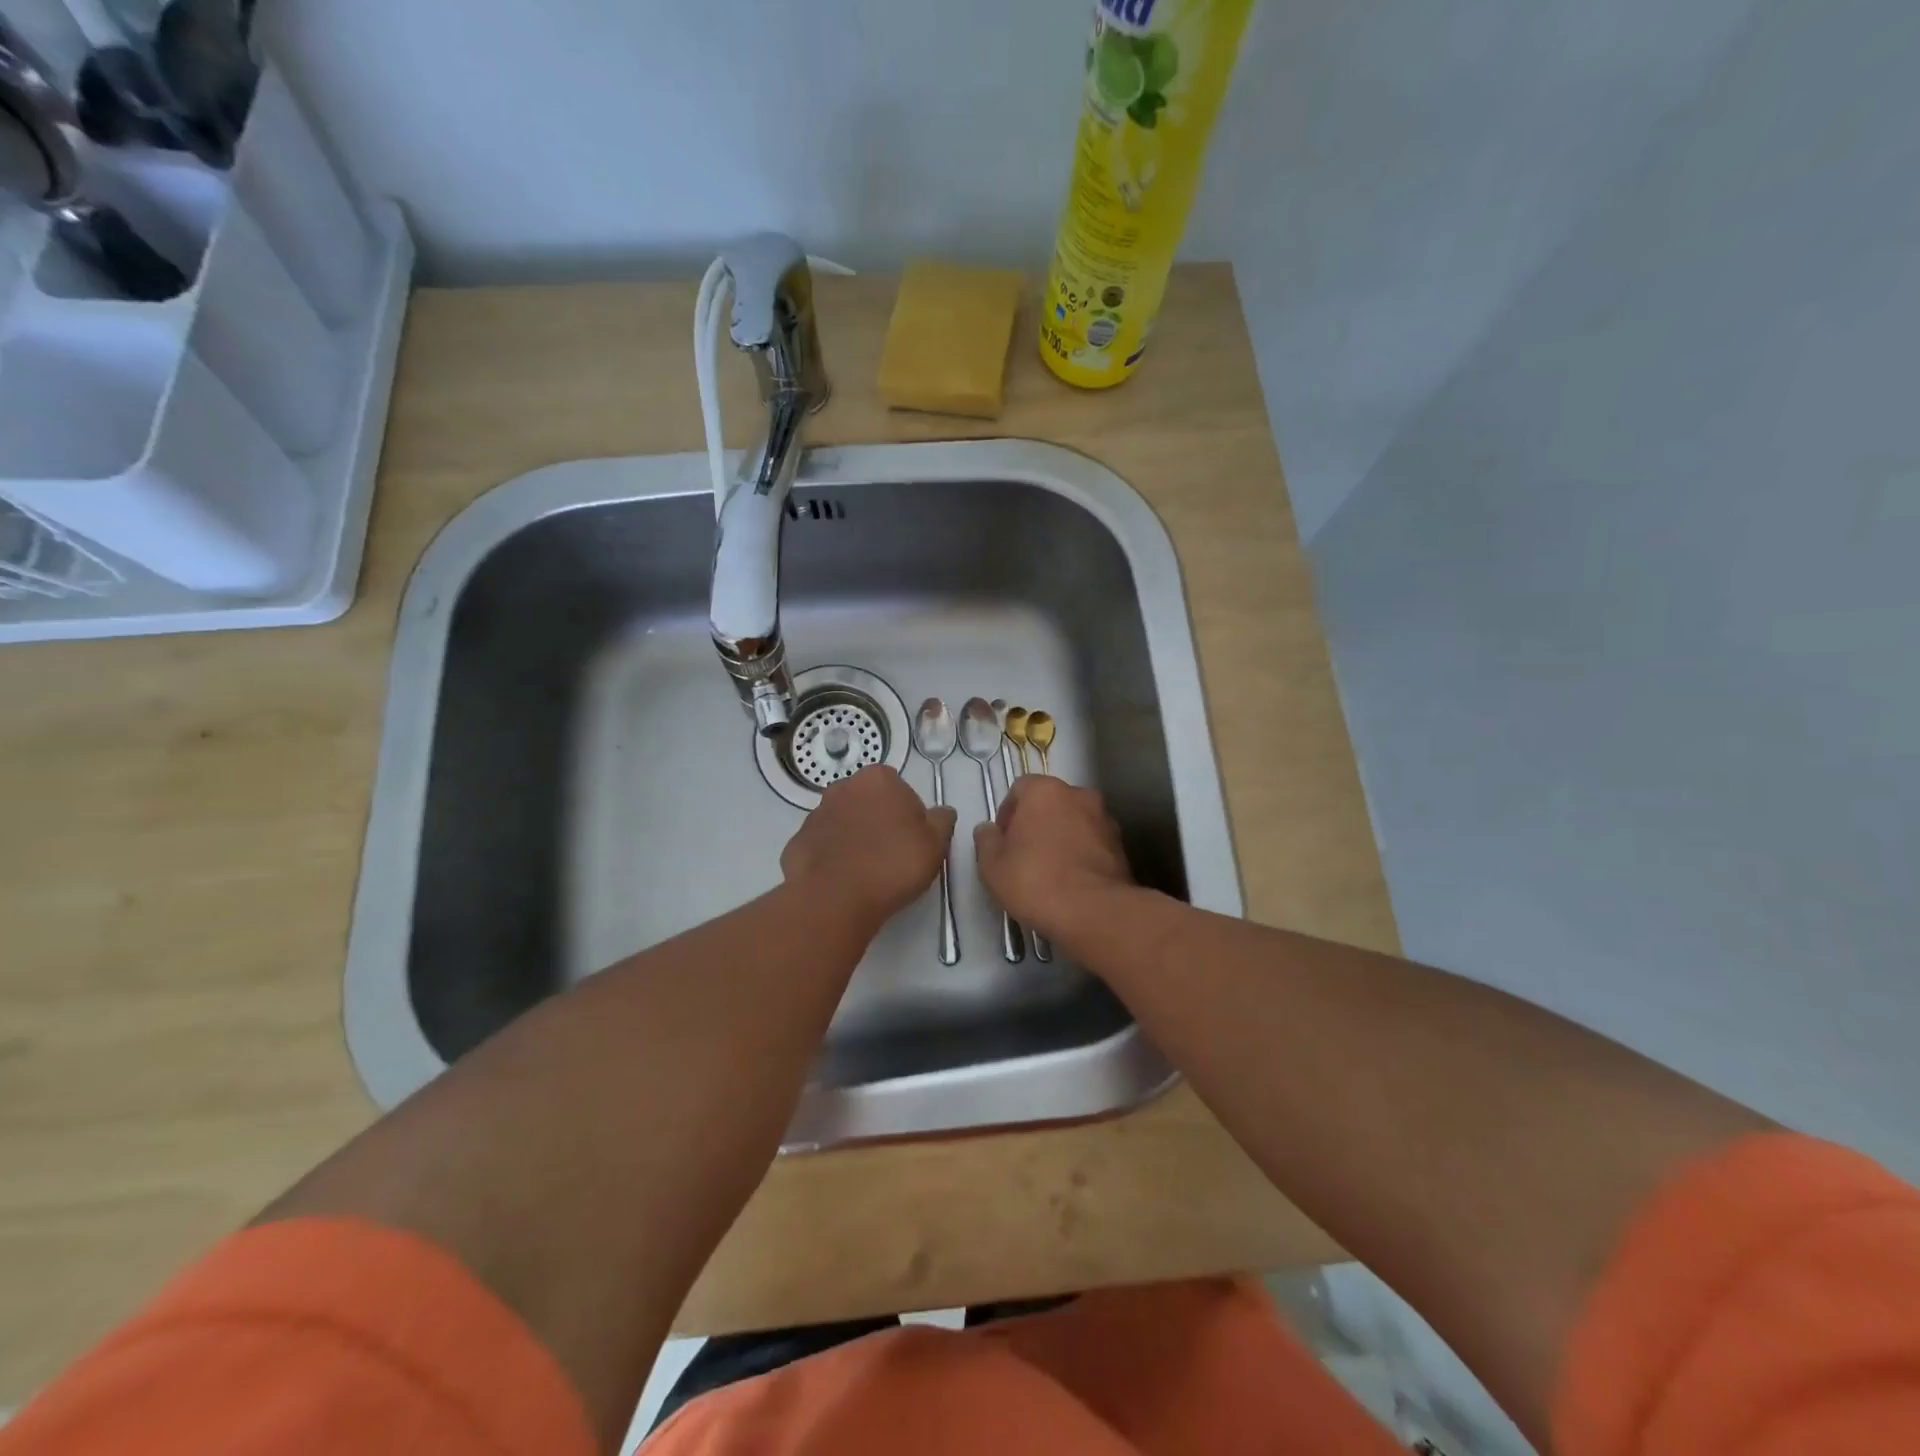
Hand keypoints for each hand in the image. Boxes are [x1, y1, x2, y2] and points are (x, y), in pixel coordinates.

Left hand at [781, 765, 956, 929]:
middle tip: (892, 856)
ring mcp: (816, 814)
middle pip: (870, 803)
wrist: (835, 899)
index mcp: (878, 779)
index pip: (901, 790)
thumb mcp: (935, 844)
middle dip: (879, 823)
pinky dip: (833, 858)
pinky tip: (843, 881)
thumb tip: (942, 812)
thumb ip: (942, 821)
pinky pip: (823, 847)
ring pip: (844, 824)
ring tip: (867, 873)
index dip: (910, 816)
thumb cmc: (892, 864)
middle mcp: (843, 787)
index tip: (913, 842)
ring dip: (855, 839)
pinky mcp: (797, 842)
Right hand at [974, 776, 1137, 942]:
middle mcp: (1079, 795)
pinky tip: (1072, 883)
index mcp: (1045, 791)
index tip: (1003, 841)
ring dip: (1062, 838)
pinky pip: (1093, 844)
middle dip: (1037, 823)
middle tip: (1024, 856)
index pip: (1020, 788)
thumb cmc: (1035, 881)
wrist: (1094, 912)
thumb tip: (988, 830)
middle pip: (1050, 803)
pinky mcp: (1121, 847)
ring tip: (1050, 872)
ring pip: (1075, 822)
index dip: (1007, 813)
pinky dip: (1081, 855)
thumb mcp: (992, 866)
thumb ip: (986, 840)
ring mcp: (1105, 820)